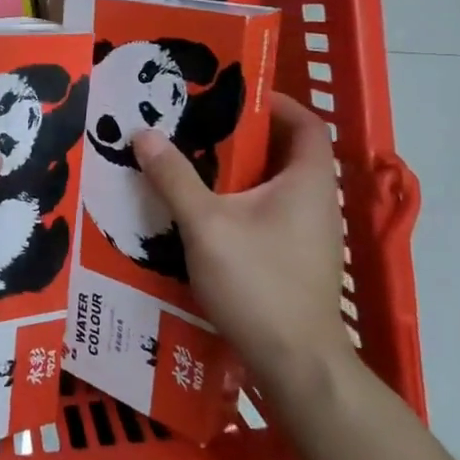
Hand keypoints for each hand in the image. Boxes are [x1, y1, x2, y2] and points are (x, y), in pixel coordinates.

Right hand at [132, 92, 350, 397]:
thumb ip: (174, 178)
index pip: (305, 123)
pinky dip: (239, 204)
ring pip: (273, 187)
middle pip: (284, 152)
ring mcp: (309, 235)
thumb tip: (144, 134)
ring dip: (236, 173)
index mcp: (307, 181)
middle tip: (194, 128)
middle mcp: (316, 202)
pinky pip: (267, 215)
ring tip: (189, 166)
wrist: (296, 363)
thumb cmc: (258, 283)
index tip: (231, 96)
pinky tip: (200, 216)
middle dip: (241, 137)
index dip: (275, 102)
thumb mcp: (206, 225)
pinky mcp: (296, 260)